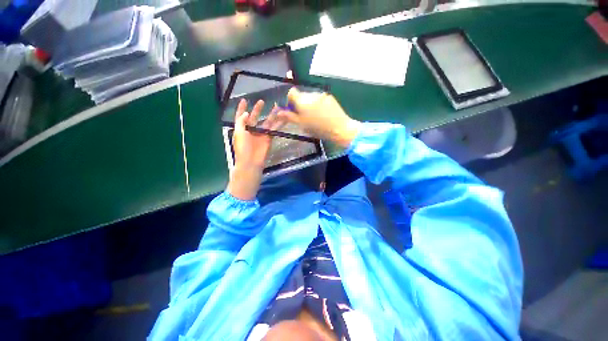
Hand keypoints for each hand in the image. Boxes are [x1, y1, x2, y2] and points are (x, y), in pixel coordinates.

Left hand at [227, 99, 284, 200]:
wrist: (251, 162)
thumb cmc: (242, 148)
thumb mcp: (238, 133)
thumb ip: (241, 121)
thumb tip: (246, 113)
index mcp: (242, 129)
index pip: (241, 116)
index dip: (242, 108)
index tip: (245, 100)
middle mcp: (251, 130)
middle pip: (255, 117)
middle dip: (258, 109)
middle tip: (262, 101)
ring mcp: (261, 134)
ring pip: (267, 122)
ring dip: (272, 115)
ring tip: (277, 107)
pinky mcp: (269, 138)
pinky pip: (274, 129)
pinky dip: (279, 124)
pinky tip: (283, 118)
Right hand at [277, 88, 360, 147]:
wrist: (340, 128)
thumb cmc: (319, 129)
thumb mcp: (302, 125)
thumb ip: (290, 117)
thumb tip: (279, 112)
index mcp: (303, 101)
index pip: (291, 92)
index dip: (290, 100)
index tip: (293, 110)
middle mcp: (311, 94)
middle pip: (301, 95)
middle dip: (300, 103)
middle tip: (304, 116)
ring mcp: (322, 95)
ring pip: (311, 97)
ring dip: (309, 104)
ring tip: (315, 116)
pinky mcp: (329, 97)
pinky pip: (319, 98)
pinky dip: (318, 104)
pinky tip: (323, 114)